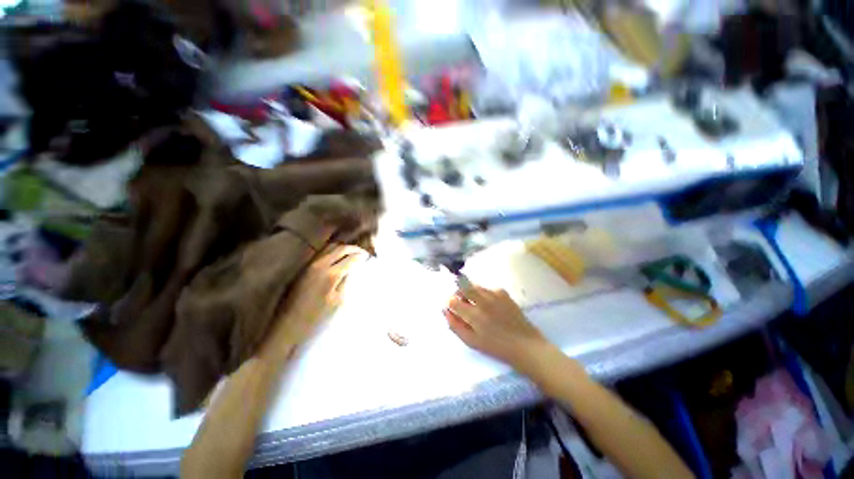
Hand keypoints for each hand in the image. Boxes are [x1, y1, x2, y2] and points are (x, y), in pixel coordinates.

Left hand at [262, 245, 367, 357]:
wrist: (288, 327)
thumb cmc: (317, 318)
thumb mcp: (338, 301)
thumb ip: (346, 281)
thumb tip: (353, 268)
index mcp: (331, 274)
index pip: (351, 258)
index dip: (361, 256)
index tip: (368, 257)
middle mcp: (320, 264)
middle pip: (341, 248)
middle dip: (354, 249)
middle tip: (363, 252)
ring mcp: (309, 265)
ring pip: (330, 247)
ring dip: (343, 248)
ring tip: (351, 253)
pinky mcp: (303, 268)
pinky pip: (321, 253)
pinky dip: (332, 251)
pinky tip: (337, 257)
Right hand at [443, 283, 549, 372]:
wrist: (525, 346)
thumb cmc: (496, 348)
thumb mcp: (472, 342)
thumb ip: (456, 326)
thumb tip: (445, 311)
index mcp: (474, 315)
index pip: (453, 300)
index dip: (450, 303)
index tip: (453, 309)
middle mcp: (483, 301)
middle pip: (463, 287)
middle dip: (459, 293)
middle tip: (462, 303)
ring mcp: (495, 295)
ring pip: (475, 286)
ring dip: (471, 292)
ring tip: (475, 304)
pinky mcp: (504, 293)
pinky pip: (488, 288)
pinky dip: (484, 293)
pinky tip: (489, 304)